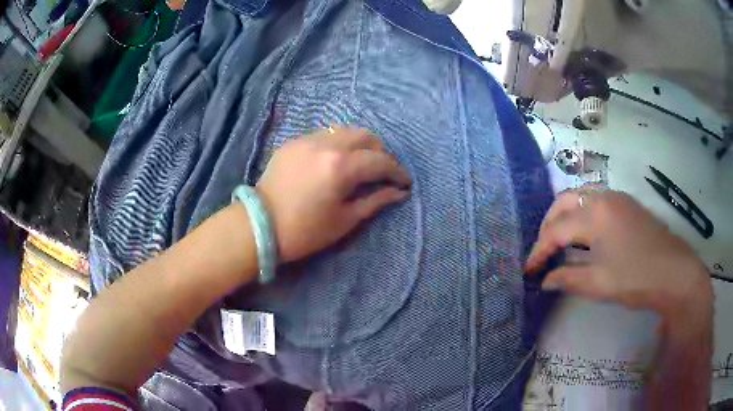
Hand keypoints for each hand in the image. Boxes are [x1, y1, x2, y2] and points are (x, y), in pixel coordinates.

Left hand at [256, 126, 410, 261]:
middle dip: (379, 153)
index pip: (380, 161)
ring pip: (344, 131)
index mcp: (341, 166)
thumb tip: (398, 192)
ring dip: (359, 145)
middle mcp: (327, 145)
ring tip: (358, 164)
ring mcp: (307, 140)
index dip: (397, 171)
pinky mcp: (293, 143)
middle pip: (365, 136)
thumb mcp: (345, 220)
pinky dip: (337, 144)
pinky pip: (323, 135)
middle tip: (381, 173)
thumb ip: (375, 201)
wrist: (259, 225)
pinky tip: (333, 161)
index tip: (404, 182)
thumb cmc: (305, 231)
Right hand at [525, 188, 711, 320]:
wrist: (673, 272)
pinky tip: (585, 232)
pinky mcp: (627, 204)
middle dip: (548, 225)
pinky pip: (596, 200)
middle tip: (542, 250)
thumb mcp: (598, 284)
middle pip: (564, 202)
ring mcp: (617, 198)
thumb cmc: (634, 278)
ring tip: (559, 239)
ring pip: (580, 196)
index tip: (529, 269)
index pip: (556, 230)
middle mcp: (603, 197)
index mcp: (594, 214)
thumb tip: (545, 281)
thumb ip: (567, 279)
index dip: (539, 251)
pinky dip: (582, 212)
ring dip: (565, 215)